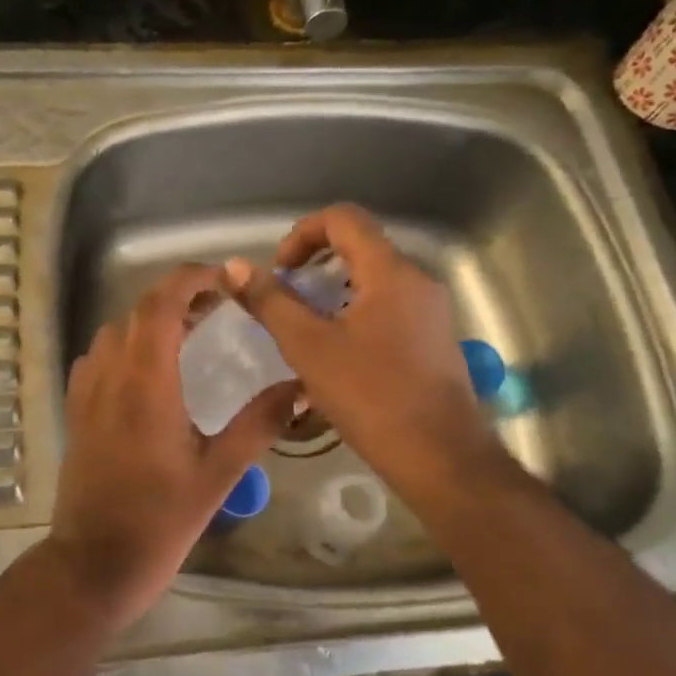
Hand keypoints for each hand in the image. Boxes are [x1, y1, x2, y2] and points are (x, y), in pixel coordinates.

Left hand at [50, 264, 298, 624]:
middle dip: (179, 295)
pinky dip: (127, 343)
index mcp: (146, 381)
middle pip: (139, 310)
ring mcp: (87, 391)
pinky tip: (150, 369)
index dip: (191, 278)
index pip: (161, 303)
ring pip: (117, 330)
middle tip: (220, 305)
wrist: (94, 562)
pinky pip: (99, 356)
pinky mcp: (77, 410)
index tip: (225, 277)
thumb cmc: (160, 520)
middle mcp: (110, 374)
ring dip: (152, 318)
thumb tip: (299, 385)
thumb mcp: (219, 473)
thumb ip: (259, 423)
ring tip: (191, 331)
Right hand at [223, 205, 510, 525]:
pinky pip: (389, 305)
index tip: (281, 271)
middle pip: (360, 246)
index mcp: (390, 271)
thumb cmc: (371, 397)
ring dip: (333, 291)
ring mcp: (431, 310)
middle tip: (287, 300)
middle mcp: (417, 280)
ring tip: (306, 329)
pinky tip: (338, 354)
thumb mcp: (309, 346)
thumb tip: (234, 266)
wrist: (441, 458)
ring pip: (374, 279)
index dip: (303, 233)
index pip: (343, 218)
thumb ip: (270, 301)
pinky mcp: (434, 338)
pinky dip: (356, 312)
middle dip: (315, 265)